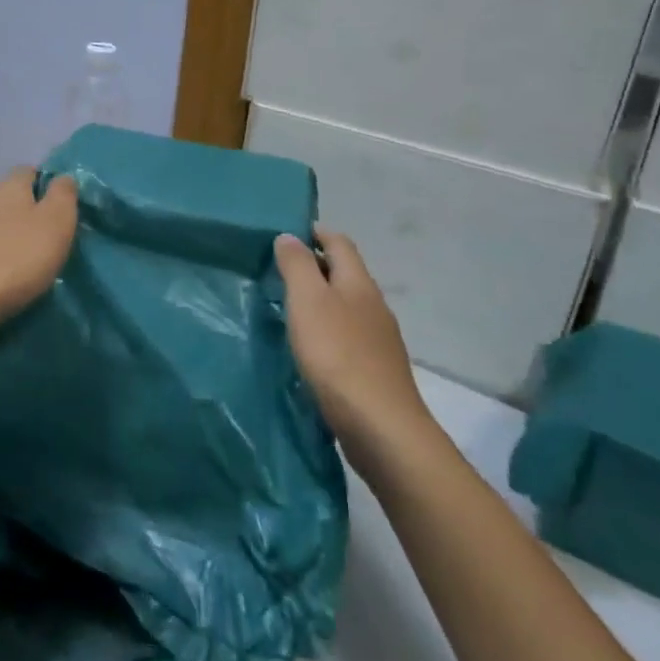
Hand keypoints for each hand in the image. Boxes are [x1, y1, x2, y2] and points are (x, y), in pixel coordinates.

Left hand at [0, 169, 78, 325]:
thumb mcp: (57, 222)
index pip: (29, 171)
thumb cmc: (19, 257)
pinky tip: (2, 278)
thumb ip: (63, 194)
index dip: (47, 185)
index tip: (62, 210)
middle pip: (10, 199)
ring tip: (27, 263)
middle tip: (49, 240)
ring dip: (9, 238)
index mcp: (8, 187)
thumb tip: (62, 177)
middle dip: (28, 214)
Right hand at [276, 227, 431, 458]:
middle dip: (316, 267)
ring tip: (289, 309)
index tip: (287, 234)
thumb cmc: (337, 355)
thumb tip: (290, 236)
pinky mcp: (376, 371)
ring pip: (347, 307)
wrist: (381, 427)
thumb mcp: (307, 301)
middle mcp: (374, 306)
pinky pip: (348, 337)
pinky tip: (311, 348)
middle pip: (345, 274)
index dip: (316, 233)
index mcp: (359, 283)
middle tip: (278, 271)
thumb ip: (297, 266)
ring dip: (321, 301)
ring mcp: (379, 340)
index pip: (340, 243)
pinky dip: (328, 331)